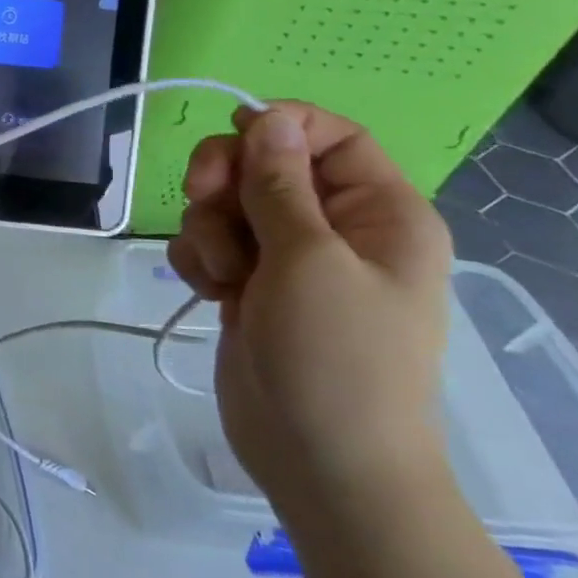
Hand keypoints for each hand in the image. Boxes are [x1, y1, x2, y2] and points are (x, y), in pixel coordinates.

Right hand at [167, 103, 453, 518]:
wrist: (320, 461)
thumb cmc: (335, 357)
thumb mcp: (307, 260)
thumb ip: (280, 183)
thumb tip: (267, 117)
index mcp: (378, 212)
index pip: (328, 135)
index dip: (277, 127)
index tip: (230, 142)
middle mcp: (335, 228)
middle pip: (264, 165)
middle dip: (226, 181)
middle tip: (202, 200)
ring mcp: (288, 260)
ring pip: (226, 206)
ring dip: (209, 230)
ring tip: (224, 277)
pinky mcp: (250, 287)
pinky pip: (210, 245)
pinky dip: (199, 260)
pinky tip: (208, 292)